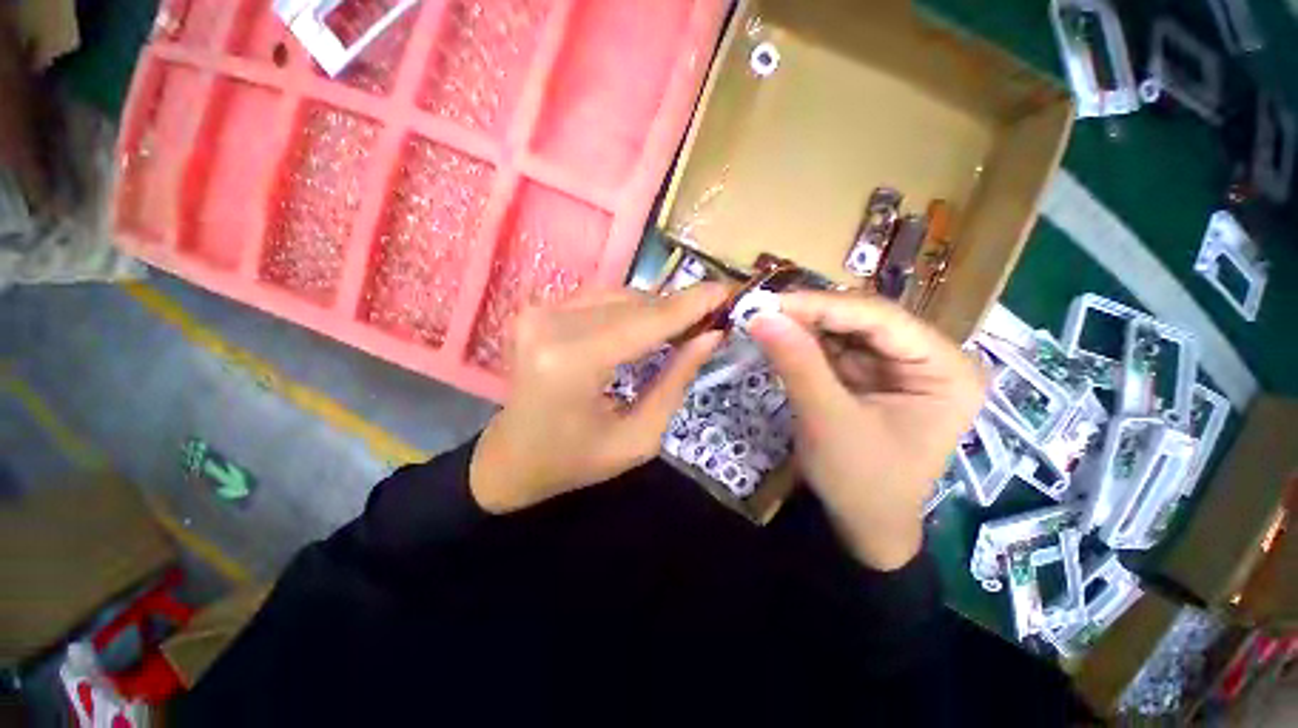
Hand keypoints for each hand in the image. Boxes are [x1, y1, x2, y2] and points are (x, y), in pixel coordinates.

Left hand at [470, 285, 726, 513]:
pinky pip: (598, 299)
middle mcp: (551, 325)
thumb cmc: (575, 461)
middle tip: (711, 318)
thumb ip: (675, 382)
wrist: (511, 458)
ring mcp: (538, 312)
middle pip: (633, 304)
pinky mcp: (536, 310)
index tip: (728, 291)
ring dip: (654, 310)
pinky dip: (629, 310)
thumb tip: (710, 336)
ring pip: (618, 296)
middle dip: (677, 309)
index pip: (646, 322)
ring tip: (682, 327)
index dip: (692, 305)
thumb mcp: (638, 437)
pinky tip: (646, 327)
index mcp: (573, 362)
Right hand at [749, 291, 983, 570]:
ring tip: (765, 321)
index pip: (881, 319)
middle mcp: (929, 358)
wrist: (862, 525)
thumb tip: (761, 315)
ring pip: (845, 330)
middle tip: (762, 310)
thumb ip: (797, 364)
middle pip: (864, 320)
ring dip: (804, 326)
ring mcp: (898, 365)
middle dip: (811, 315)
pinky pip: (834, 348)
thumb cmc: (861, 482)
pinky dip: (804, 344)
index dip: (822, 306)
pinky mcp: (870, 375)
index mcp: (946, 370)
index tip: (771, 303)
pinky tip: (780, 338)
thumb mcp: (828, 422)